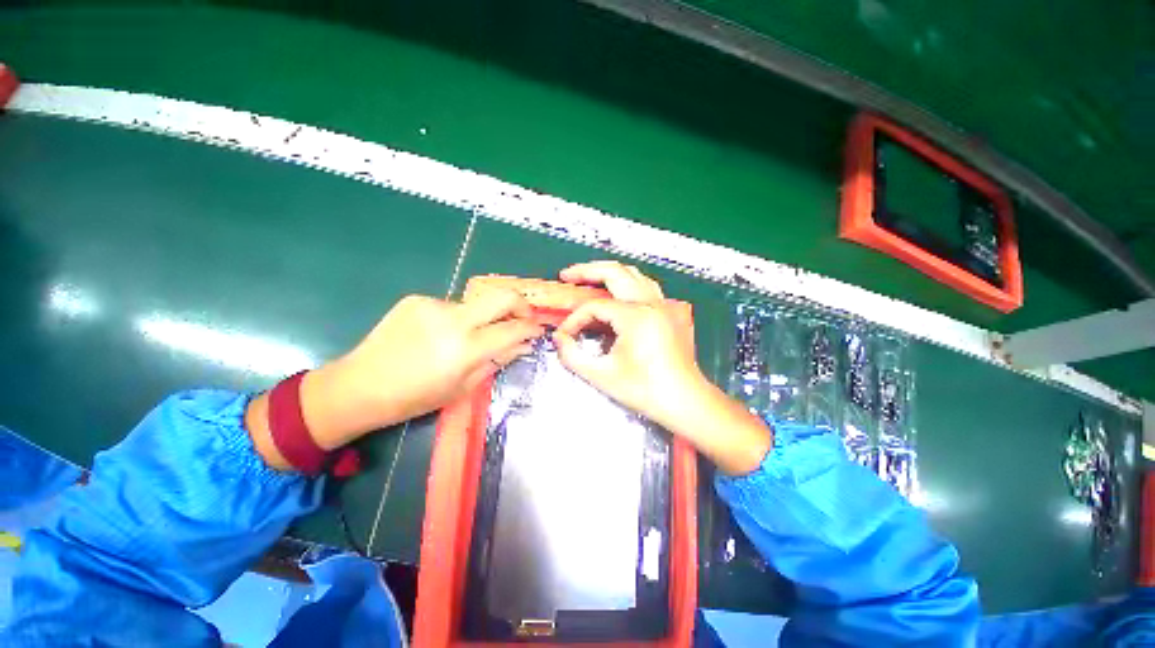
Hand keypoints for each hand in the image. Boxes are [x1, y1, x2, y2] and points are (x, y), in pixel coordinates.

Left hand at [247, 289, 543, 468]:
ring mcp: (433, 304)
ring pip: (475, 304)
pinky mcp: (417, 299)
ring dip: (482, 318)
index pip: (513, 329)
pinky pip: (451, 306)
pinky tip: (440, 335)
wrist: (359, 386)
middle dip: (521, 304)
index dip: (531, 328)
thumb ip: (497, 360)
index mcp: (465, 348)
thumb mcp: (463, 386)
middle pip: (503, 296)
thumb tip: (523, 345)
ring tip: (467, 338)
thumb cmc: (414, 397)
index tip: (538, 330)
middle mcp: (453, 319)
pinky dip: (457, 319)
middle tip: (523, 317)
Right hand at [553, 261, 770, 474]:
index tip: (566, 335)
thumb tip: (560, 338)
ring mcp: (664, 305)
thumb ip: (572, 355)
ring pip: (634, 274)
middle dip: (587, 271)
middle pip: (615, 272)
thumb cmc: (645, 391)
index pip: (595, 306)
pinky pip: (646, 287)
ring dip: (609, 272)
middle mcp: (651, 304)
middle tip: (567, 275)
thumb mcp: (602, 375)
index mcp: (636, 317)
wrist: (685, 402)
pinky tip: (619, 291)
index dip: (575, 319)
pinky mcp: (670, 312)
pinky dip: (628, 283)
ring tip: (590, 277)